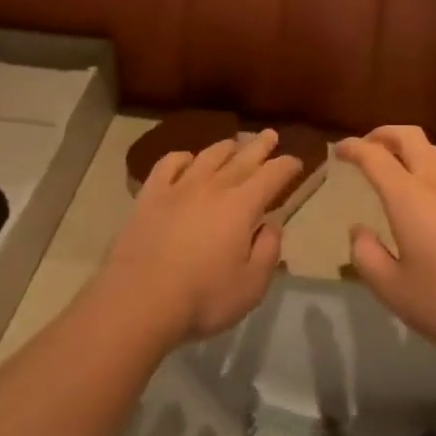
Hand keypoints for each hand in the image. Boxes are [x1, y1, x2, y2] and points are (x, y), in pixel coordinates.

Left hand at [96, 131, 303, 349]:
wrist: (139, 301)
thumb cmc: (202, 298)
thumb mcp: (251, 286)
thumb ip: (268, 252)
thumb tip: (271, 226)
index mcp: (242, 205)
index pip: (272, 175)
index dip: (287, 166)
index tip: (296, 162)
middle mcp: (214, 186)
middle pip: (242, 157)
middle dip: (260, 145)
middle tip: (270, 134)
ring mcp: (179, 187)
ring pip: (208, 156)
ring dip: (225, 147)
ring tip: (234, 144)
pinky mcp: (150, 195)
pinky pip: (169, 164)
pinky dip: (182, 158)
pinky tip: (187, 160)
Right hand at [339, 126, 435, 360]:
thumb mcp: (395, 290)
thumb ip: (368, 258)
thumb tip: (358, 231)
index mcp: (408, 196)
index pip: (375, 156)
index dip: (353, 147)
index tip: (338, 150)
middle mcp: (435, 182)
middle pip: (408, 136)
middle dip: (382, 134)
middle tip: (365, 147)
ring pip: (432, 149)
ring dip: (407, 147)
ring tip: (392, 164)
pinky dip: (425, 165)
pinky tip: (423, 195)